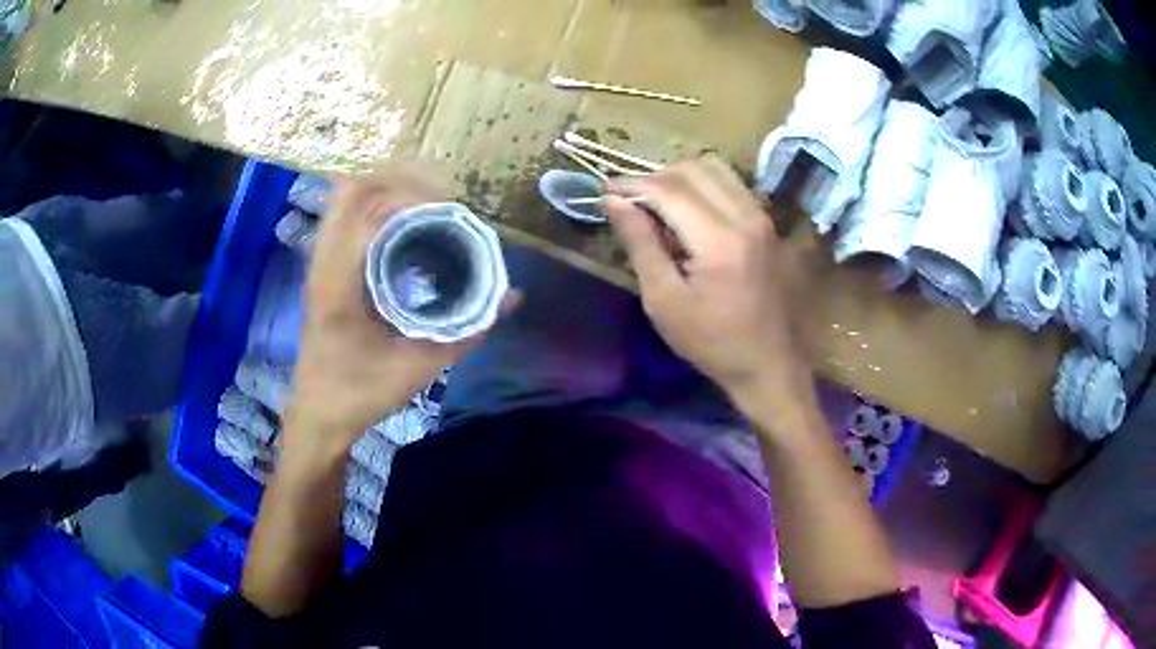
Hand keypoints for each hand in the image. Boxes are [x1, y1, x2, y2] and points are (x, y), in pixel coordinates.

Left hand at [286, 169, 516, 459]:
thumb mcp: (416, 368)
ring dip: (385, 187)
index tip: (450, 208)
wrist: (318, 414)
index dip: (412, 196)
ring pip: (344, 197)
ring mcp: (318, 262)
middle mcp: (322, 262)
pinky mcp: (322, 267)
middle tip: (440, 195)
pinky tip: (404, 223)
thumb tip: (511, 296)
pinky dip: (375, 205)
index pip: (369, 210)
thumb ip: (465, 332)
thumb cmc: (359, 394)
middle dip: (399, 178)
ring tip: (427, 200)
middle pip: (351, 188)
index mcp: (338, 283)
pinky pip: (345, 215)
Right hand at [605, 156, 810, 414]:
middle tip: (629, 201)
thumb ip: (640, 244)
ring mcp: (761, 217)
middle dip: (654, 177)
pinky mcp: (767, 223)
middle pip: (692, 169)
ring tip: (657, 203)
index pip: (668, 189)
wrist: (769, 364)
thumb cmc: (712, 343)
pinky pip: (731, 184)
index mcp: (720, 240)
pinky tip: (688, 212)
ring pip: (715, 169)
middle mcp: (745, 216)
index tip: (605, 193)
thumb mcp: (664, 301)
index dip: (631, 185)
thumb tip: (614, 202)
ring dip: (680, 177)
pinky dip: (703, 185)